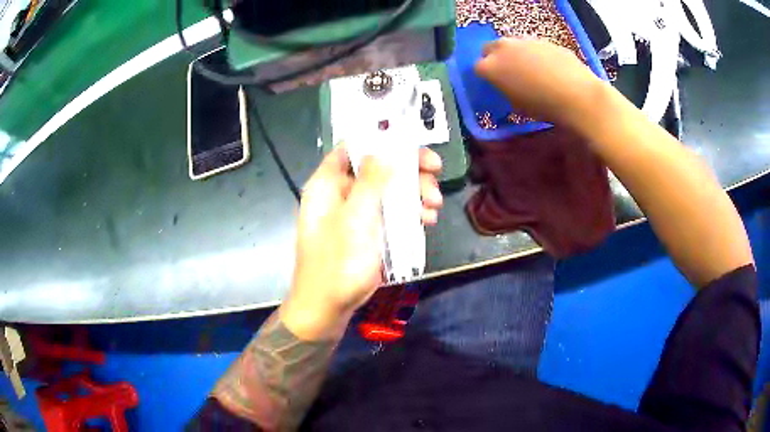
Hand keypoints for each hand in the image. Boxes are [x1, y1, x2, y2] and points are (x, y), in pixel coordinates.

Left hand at [280, 146, 442, 339]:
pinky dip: (409, 213)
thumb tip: (384, 150)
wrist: (328, 308)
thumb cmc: (337, 264)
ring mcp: (356, 213)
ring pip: (388, 190)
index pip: (352, 147)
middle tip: (435, 175)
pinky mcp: (368, 231)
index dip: (381, 139)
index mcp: (328, 184)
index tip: (411, 144)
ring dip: (414, 194)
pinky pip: (390, 213)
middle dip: (408, 171)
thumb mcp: (355, 220)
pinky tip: (427, 221)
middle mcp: (341, 193)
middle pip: (377, 167)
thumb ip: (370, 182)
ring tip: (434, 206)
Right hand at [475, 37, 605, 126]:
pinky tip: (549, 69)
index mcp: (491, 67)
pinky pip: (532, 46)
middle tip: (507, 74)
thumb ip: (505, 90)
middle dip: (494, 59)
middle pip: (490, 49)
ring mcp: (524, 41)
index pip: (478, 68)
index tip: (494, 85)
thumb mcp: (517, 105)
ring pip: (512, 45)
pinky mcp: (544, 40)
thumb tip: (507, 86)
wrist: (577, 95)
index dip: (485, 77)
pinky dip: (535, 55)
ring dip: (515, 55)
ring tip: (530, 71)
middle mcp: (503, 48)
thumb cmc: (543, 106)